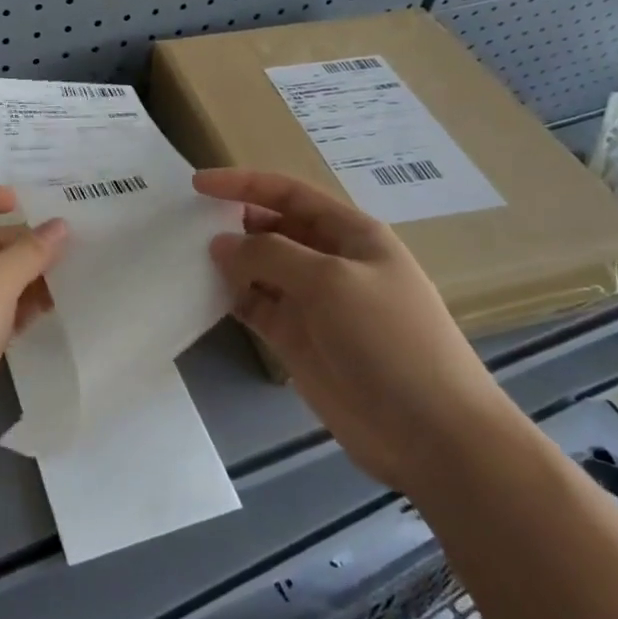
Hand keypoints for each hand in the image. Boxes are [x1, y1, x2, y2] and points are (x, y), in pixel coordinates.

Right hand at [195, 168, 521, 494]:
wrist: (432, 435)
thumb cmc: (388, 340)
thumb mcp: (330, 282)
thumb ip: (269, 255)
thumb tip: (221, 243)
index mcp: (351, 234)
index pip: (289, 193)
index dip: (244, 183)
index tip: (198, 185)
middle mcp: (329, 261)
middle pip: (273, 227)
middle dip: (234, 221)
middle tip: (186, 225)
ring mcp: (313, 302)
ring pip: (260, 268)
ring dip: (229, 261)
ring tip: (185, 257)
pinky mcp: (298, 339)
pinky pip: (256, 306)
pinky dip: (231, 297)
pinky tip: (203, 294)